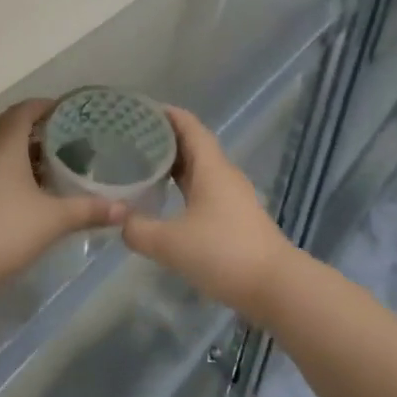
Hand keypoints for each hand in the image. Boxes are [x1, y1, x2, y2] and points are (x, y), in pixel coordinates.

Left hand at [0, 99, 123, 291]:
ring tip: (46, 161)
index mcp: (5, 143)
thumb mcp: (55, 219)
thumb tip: (125, 210)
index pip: (24, 110)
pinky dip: (5, 164)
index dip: (45, 106)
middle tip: (61, 136)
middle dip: (32, 125)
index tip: (68, 113)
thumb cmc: (8, 229)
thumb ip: (90, 210)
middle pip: (7, 124)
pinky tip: (24, 187)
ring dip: (17, 145)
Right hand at [121, 107, 294, 322]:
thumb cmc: (223, 253)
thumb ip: (139, 229)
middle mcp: (223, 175)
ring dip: (173, 165)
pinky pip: (204, 190)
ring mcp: (232, 197)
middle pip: (193, 145)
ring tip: (141, 166)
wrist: (276, 287)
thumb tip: (120, 221)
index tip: (138, 109)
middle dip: (163, 138)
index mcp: (211, 168)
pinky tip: (165, 201)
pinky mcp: (235, 219)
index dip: (165, 114)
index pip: (188, 126)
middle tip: (129, 138)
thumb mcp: (170, 243)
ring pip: (199, 170)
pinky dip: (182, 187)